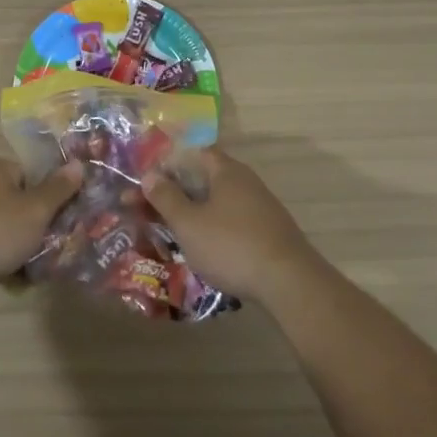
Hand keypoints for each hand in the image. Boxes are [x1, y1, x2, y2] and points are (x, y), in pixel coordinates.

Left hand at [0, 158, 82, 308]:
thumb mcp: (35, 210)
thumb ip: (58, 189)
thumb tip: (77, 164)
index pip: (35, 174)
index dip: (54, 193)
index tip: (71, 213)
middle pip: (22, 203)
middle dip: (41, 225)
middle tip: (63, 243)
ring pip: (9, 229)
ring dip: (25, 247)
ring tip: (45, 266)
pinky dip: (5, 261)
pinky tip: (20, 280)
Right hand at [142, 148, 318, 302]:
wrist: (289, 283)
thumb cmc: (231, 246)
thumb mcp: (188, 223)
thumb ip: (166, 197)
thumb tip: (149, 175)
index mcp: (226, 171)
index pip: (193, 153)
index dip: (167, 164)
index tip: (146, 183)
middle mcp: (245, 182)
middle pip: (203, 179)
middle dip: (174, 193)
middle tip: (146, 211)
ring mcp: (260, 208)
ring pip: (216, 203)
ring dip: (192, 213)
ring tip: (168, 233)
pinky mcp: (267, 233)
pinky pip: (230, 222)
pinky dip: (211, 229)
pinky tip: (201, 249)